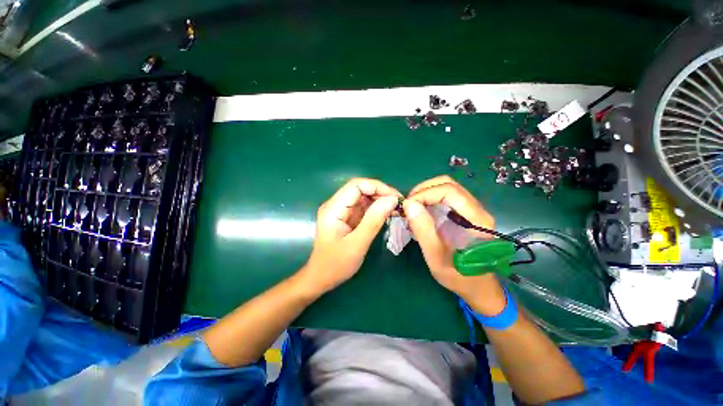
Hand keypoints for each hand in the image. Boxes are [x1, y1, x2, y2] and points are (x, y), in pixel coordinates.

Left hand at [300, 178, 400, 294]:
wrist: (321, 278)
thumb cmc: (336, 264)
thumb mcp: (357, 244)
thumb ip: (374, 220)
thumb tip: (392, 200)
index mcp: (333, 208)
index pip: (356, 185)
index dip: (377, 187)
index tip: (395, 198)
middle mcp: (336, 204)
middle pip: (360, 188)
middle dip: (381, 193)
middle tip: (399, 204)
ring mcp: (341, 210)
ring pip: (363, 197)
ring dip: (380, 200)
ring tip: (396, 209)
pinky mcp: (346, 217)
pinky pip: (363, 207)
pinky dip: (376, 208)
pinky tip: (387, 214)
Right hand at [403, 175, 505, 315]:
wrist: (478, 287)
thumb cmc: (458, 276)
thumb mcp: (436, 257)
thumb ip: (423, 230)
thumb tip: (409, 204)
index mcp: (476, 220)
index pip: (449, 191)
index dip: (425, 194)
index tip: (408, 206)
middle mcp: (477, 209)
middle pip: (448, 184)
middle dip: (423, 190)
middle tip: (408, 205)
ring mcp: (471, 210)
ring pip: (446, 188)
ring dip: (426, 193)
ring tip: (413, 208)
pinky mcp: (465, 213)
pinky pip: (446, 197)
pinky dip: (430, 199)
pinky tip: (421, 212)